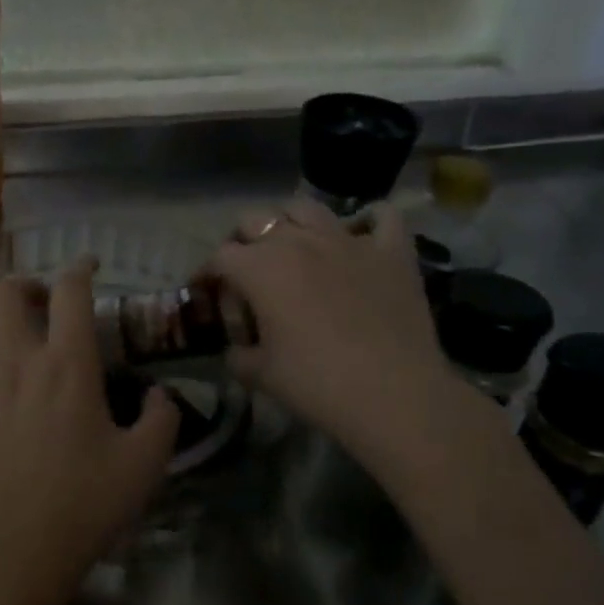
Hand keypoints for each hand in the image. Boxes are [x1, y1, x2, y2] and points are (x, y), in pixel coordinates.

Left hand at [0, 259, 179, 602]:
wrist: (10, 551)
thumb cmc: (84, 503)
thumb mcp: (145, 465)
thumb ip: (163, 418)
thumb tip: (160, 395)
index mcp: (66, 365)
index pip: (69, 291)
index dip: (80, 267)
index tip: (90, 266)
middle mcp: (18, 364)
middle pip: (7, 293)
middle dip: (27, 284)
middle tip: (46, 303)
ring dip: (16, 347)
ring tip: (38, 386)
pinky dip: (2, 393)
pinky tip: (15, 432)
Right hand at [212, 198, 455, 456]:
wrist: (395, 396)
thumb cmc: (316, 384)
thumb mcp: (258, 375)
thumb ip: (237, 354)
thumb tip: (238, 349)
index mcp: (259, 267)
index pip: (219, 257)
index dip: (209, 276)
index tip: (210, 298)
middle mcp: (298, 241)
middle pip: (254, 220)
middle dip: (242, 242)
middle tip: (247, 273)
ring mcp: (347, 241)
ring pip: (306, 208)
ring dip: (291, 223)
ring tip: (294, 249)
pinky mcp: (391, 252)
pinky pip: (381, 217)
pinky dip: (368, 222)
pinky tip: (361, 238)